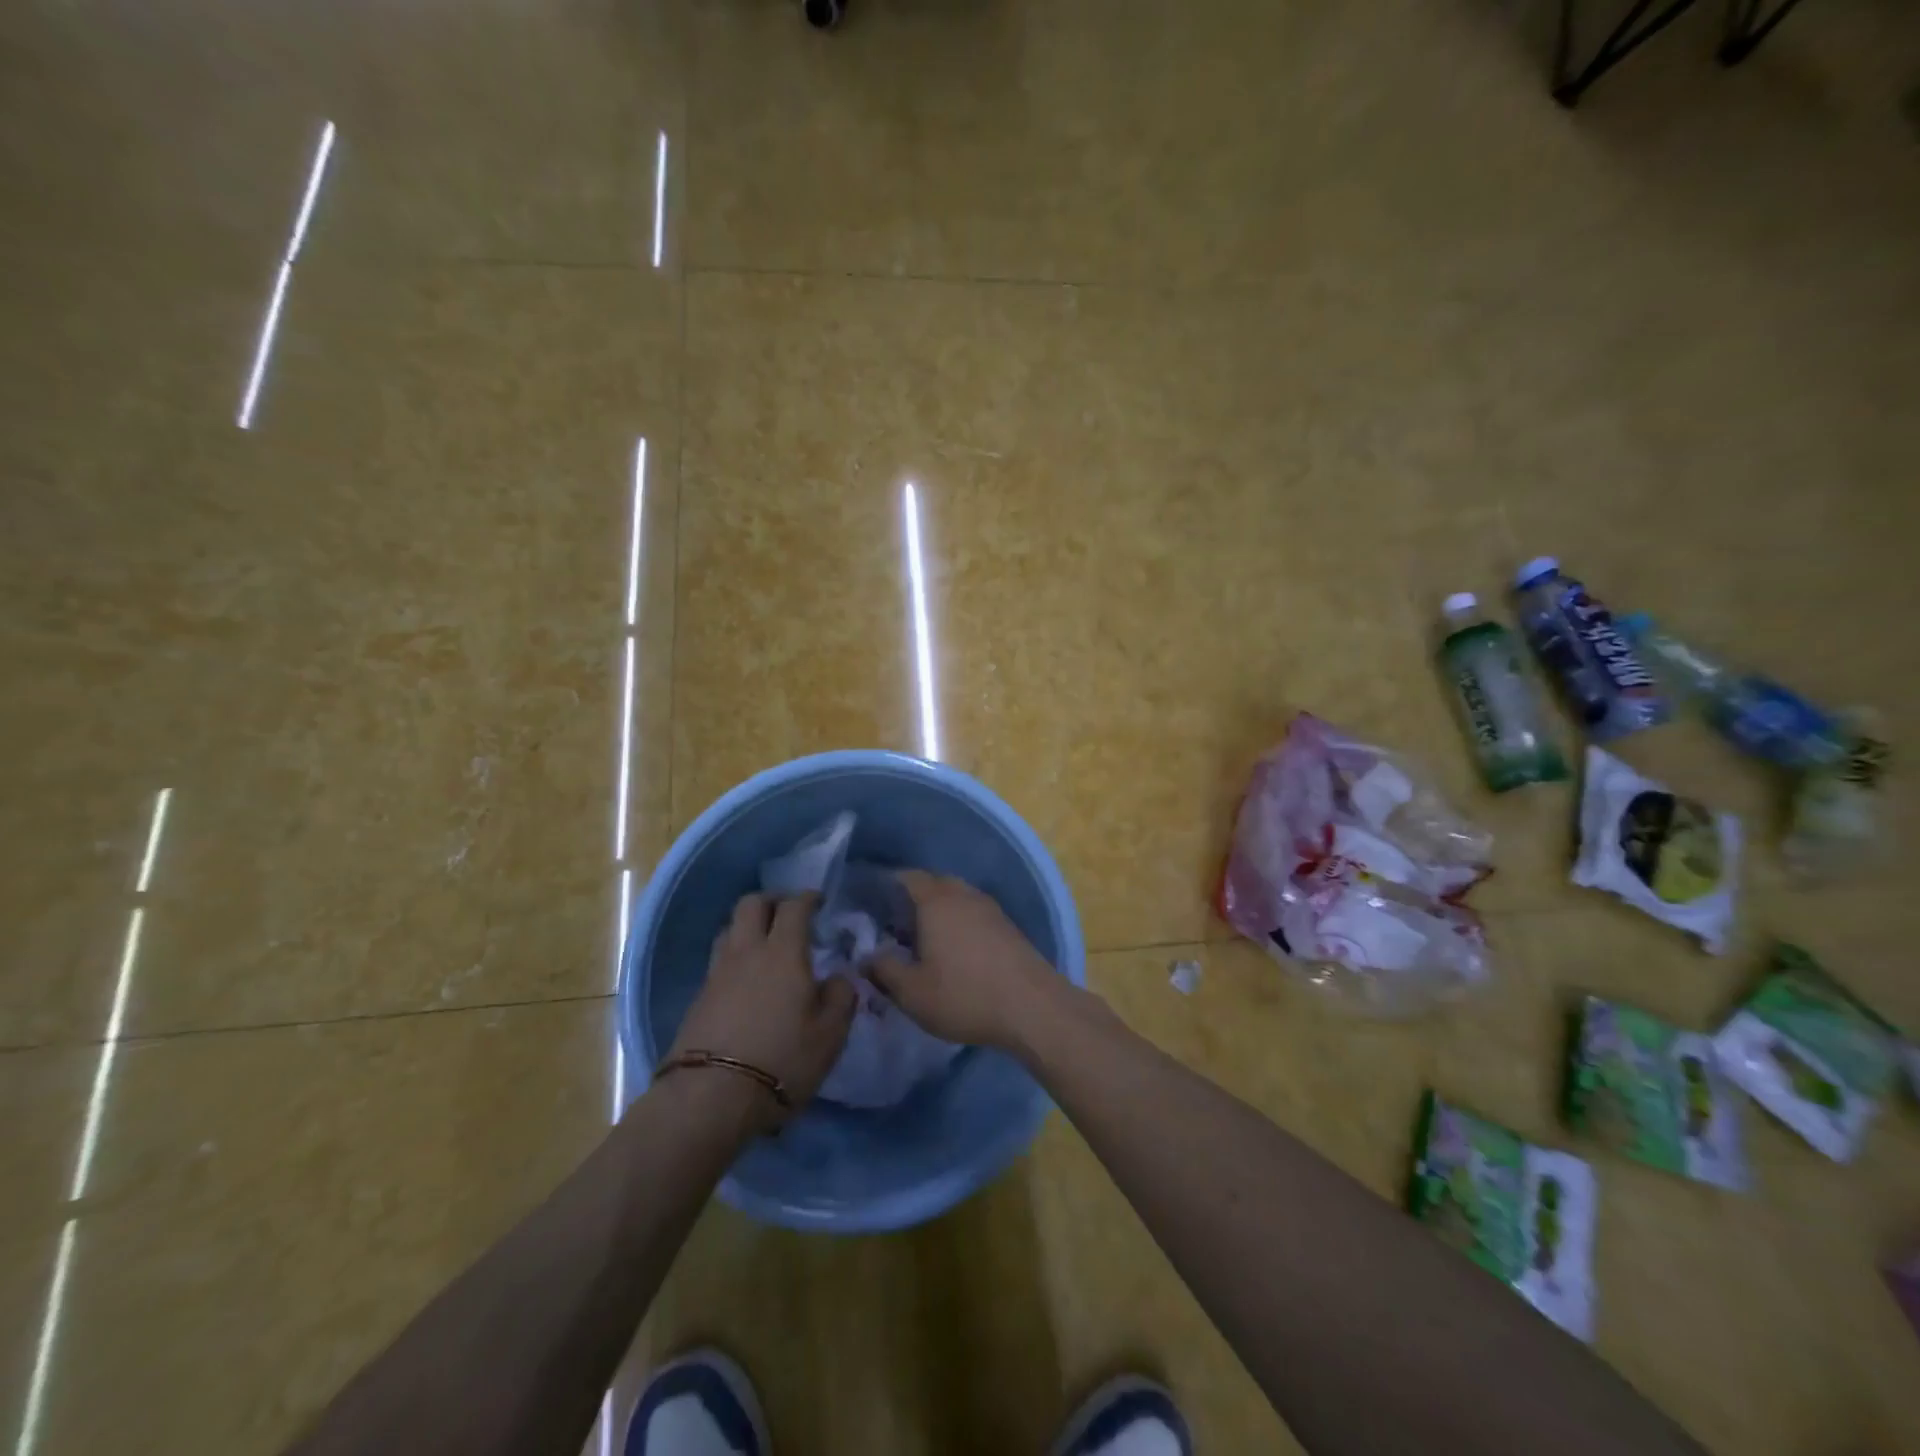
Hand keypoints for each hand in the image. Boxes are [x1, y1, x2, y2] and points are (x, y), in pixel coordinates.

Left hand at [668, 893, 856, 1125]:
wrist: (710, 1097)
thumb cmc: (782, 1060)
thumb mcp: (830, 1034)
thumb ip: (841, 996)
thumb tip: (838, 977)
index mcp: (783, 951)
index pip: (794, 906)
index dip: (808, 898)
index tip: (820, 901)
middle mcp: (747, 951)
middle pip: (752, 903)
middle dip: (773, 900)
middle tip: (790, 914)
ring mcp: (717, 972)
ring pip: (730, 928)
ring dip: (749, 926)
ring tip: (766, 944)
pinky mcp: (699, 997)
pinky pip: (719, 958)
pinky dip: (736, 955)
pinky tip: (747, 978)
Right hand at [869, 871, 1061, 1049]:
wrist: (1032, 1007)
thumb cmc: (964, 995)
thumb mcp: (912, 992)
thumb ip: (884, 969)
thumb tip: (867, 956)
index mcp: (936, 901)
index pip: (907, 878)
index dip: (888, 886)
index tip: (872, 903)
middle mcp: (964, 894)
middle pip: (934, 884)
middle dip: (913, 898)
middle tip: (894, 924)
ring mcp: (990, 908)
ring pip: (957, 898)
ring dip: (939, 911)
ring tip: (923, 938)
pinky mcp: (1007, 926)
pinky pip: (974, 913)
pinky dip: (959, 922)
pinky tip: (954, 949)